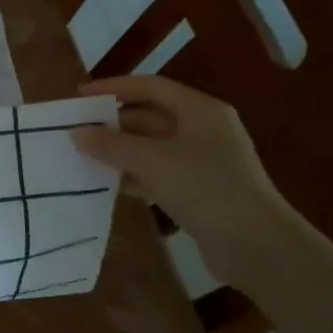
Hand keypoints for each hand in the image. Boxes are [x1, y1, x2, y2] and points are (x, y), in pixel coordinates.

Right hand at [71, 74, 302, 285]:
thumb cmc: (206, 188)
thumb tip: (76, 133)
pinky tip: (109, 185)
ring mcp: (203, 161)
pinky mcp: (199, 190)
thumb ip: (111, 145)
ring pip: (151, 147)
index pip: (151, 87)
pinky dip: (134, 175)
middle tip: (76, 132)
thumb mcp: (152, 161)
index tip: (79, 98)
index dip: (114, 88)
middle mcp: (203, 130)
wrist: (256, 245)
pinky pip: (158, 173)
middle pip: (150, 117)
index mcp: (200, 111)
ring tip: (84, 158)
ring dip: (120, 151)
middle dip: (113, 124)